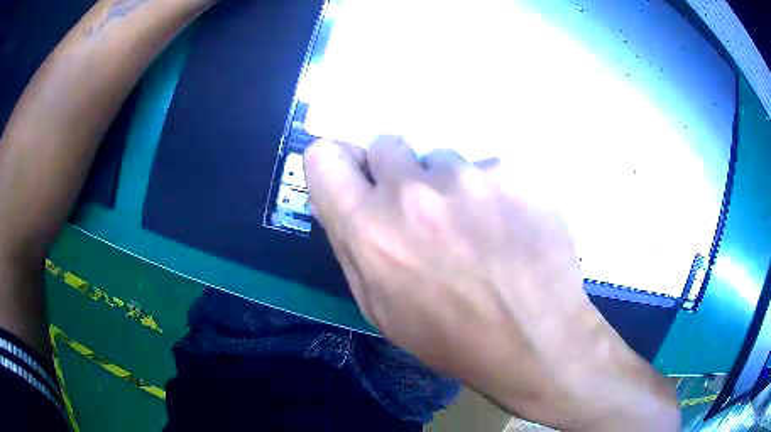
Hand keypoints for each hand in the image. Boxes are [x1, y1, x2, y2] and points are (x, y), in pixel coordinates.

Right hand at [304, 136, 678, 430]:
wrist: (535, 339)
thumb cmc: (451, 337)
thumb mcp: (381, 308)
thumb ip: (353, 247)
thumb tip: (343, 201)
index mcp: (369, 230)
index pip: (324, 158)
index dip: (336, 163)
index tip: (356, 178)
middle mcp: (410, 192)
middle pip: (385, 144)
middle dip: (397, 172)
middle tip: (423, 211)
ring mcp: (466, 177)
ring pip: (442, 159)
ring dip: (450, 187)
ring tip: (478, 230)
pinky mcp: (511, 171)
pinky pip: (488, 169)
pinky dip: (493, 192)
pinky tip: (510, 228)